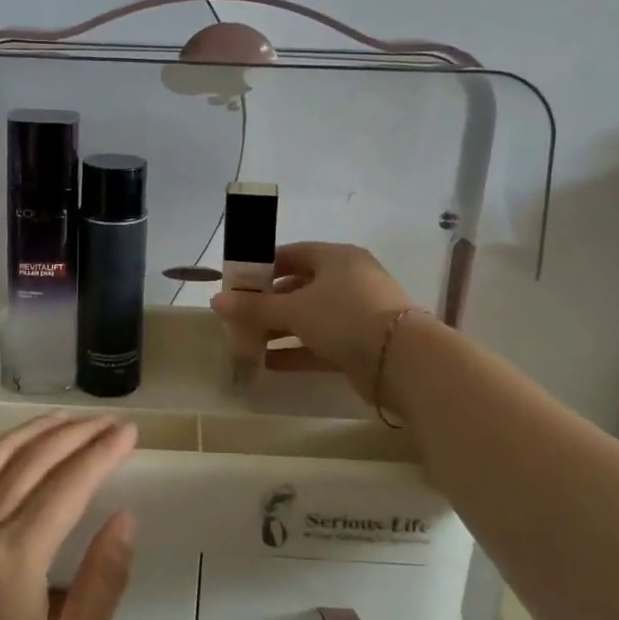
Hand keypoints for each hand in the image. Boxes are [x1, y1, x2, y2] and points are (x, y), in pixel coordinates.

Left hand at [0, 413, 136, 619]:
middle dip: (72, 437)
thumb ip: (101, 581)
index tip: (129, 432)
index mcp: (15, 559)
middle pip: (30, 466)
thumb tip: (124, 516)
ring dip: (26, 435)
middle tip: (108, 422)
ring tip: (61, 417)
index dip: (101, 454)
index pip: (67, 487)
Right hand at [210, 241, 415, 399]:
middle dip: (268, 303)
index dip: (262, 268)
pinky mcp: (361, 344)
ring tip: (247, 343)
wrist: (403, 361)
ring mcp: (357, 313)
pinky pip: (321, 343)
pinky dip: (297, 351)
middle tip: (239, 317)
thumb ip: (254, 307)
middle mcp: (348, 280)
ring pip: (310, 317)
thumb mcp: (294, 309)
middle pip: (299, 287)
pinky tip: (269, 364)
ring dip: (280, 330)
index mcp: (336, 258)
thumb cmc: (345, 317)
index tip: (237, 285)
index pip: (291, 254)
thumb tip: (216, 301)